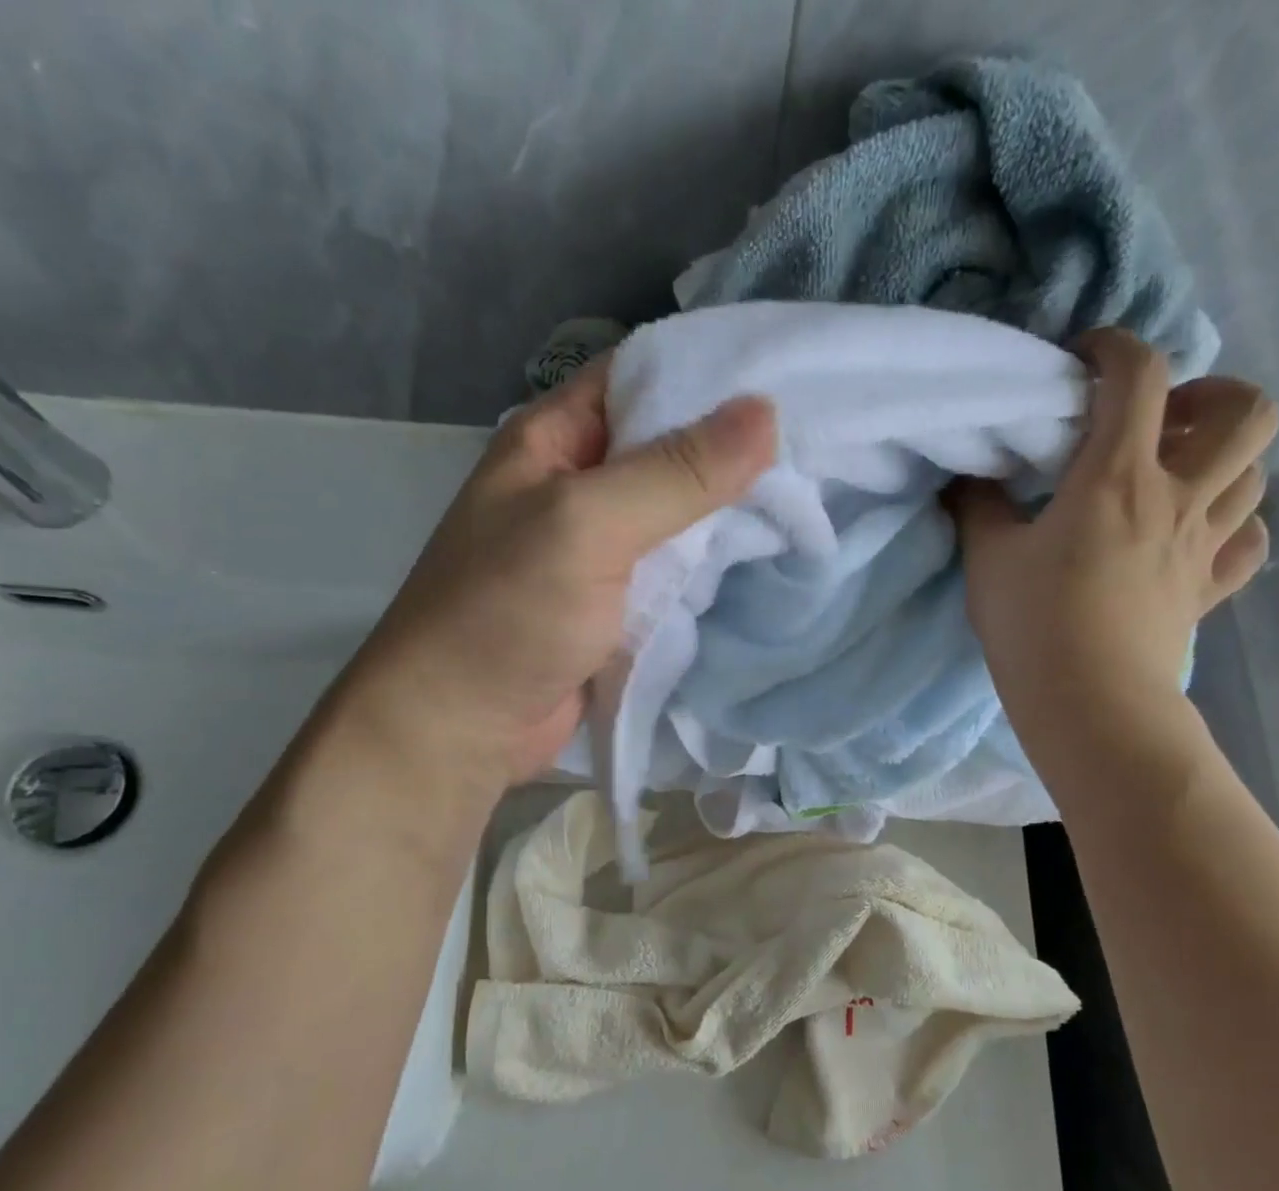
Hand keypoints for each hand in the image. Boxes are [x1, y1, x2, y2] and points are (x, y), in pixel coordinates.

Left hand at [339, 364, 777, 791]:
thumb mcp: (586, 526)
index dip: (710, 375)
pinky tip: (768, 560)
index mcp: (553, 440)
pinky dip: (714, 569)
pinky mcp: (618, 605)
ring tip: (811, 500)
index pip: (641, 378)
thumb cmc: (507, 614)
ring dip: (730, 516)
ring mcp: (600, 550)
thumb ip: (674, 473)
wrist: (461, 728)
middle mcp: (578, 485)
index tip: (789, 379)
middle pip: (667, 450)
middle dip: (733, 453)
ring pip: (678, 516)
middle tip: (817, 450)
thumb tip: (765, 412)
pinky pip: (675, 572)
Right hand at [952, 329, 1277, 769]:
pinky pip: (1249, 541)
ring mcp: (1204, 544)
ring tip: (1177, 473)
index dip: (1114, 348)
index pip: (1138, 375)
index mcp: (1117, 476)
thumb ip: (980, 507)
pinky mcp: (1210, 589)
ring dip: (1224, 458)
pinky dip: (1234, 525)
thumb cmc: (1033, 625)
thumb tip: (971, 477)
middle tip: (1162, 420)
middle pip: (1247, 410)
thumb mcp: (988, 559)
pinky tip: (1199, 534)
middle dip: (1212, 394)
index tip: (1083, 359)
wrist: (1089, 702)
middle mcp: (1178, 496)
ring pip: (1256, 472)